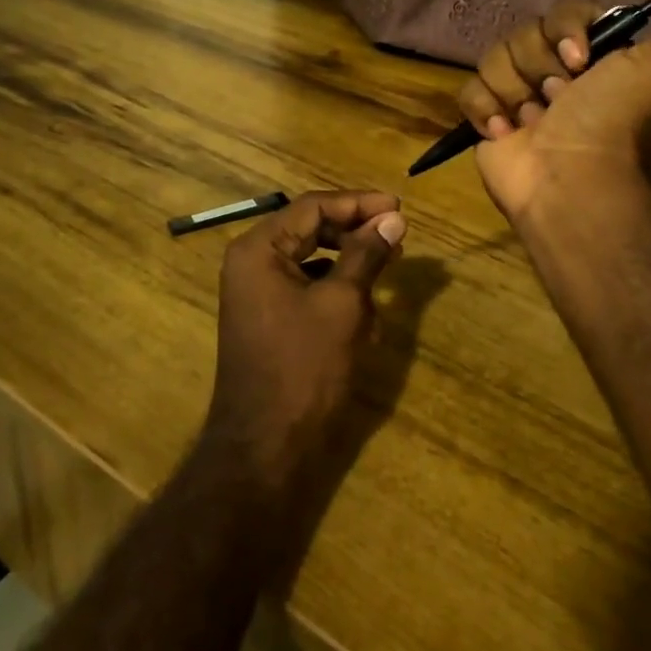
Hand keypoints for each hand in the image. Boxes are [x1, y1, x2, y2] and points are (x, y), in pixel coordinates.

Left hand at [203, 191, 406, 506]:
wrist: (265, 447)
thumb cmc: (304, 366)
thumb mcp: (342, 304)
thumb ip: (366, 255)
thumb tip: (393, 219)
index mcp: (259, 249)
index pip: (313, 206)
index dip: (358, 203)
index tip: (398, 208)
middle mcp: (252, 263)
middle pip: (311, 228)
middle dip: (355, 232)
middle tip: (397, 234)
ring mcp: (258, 292)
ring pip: (312, 259)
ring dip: (349, 262)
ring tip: (388, 268)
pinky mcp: (269, 318)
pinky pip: (306, 287)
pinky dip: (336, 290)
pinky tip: (366, 311)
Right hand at [457, 0, 650, 222]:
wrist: (573, 182)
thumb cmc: (616, 122)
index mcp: (596, 56)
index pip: (566, 10)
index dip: (567, 28)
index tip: (579, 60)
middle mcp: (556, 72)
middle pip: (526, 32)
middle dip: (540, 65)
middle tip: (559, 100)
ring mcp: (518, 95)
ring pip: (494, 57)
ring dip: (515, 91)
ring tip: (534, 123)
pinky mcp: (487, 119)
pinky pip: (469, 90)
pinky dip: (485, 110)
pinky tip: (505, 132)